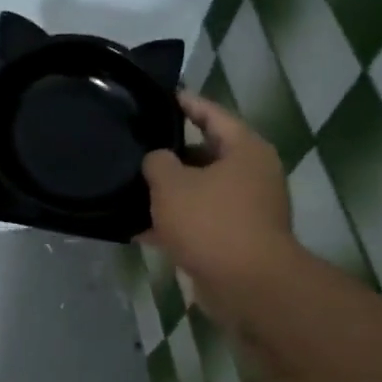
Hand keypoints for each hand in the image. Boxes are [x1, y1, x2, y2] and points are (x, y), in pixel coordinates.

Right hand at [142, 91, 296, 316]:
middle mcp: (251, 174)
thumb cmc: (211, 221)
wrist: (246, 285)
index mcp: (244, 149)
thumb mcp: (171, 183)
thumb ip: (157, 162)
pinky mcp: (234, 239)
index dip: (185, 103)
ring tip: (130, 187)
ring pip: (199, 191)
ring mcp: (245, 209)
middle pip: (205, 154)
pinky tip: (138, 229)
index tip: (161, 96)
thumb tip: (156, 160)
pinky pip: (198, 221)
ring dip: (169, 193)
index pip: (211, 114)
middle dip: (170, 154)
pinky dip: (173, 223)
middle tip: (136, 147)